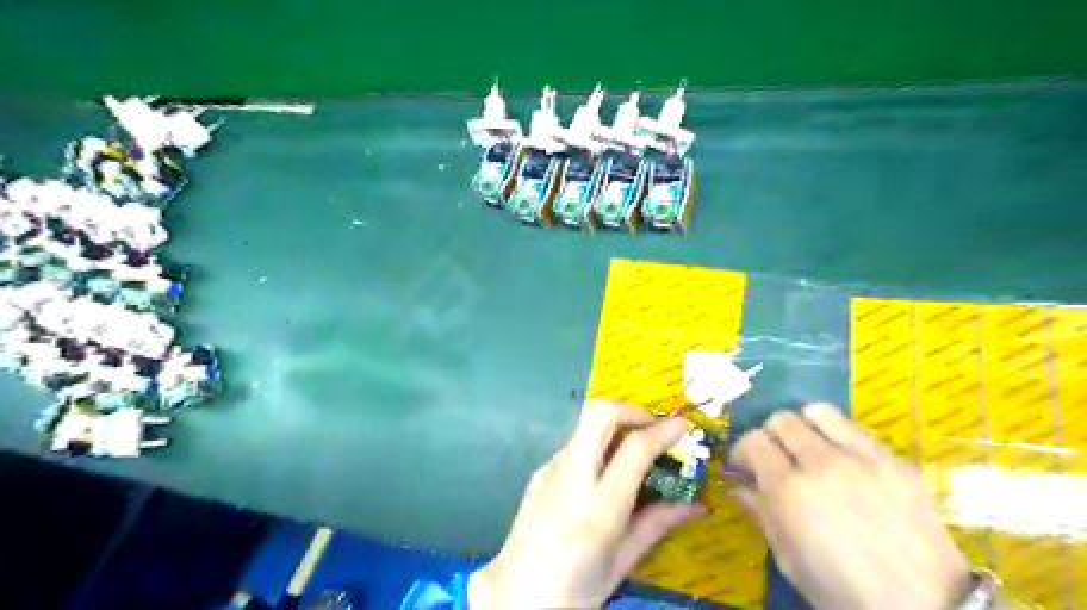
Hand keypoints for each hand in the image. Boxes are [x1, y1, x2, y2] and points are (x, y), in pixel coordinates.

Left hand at [472, 400, 710, 609]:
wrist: (515, 597)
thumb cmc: (575, 589)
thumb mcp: (622, 563)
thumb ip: (657, 524)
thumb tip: (696, 504)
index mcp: (598, 509)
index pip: (633, 450)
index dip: (661, 431)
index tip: (681, 426)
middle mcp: (571, 479)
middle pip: (599, 415)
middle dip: (632, 410)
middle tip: (653, 427)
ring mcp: (550, 470)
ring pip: (585, 425)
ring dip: (615, 424)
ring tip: (635, 447)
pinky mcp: (540, 471)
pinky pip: (575, 443)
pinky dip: (598, 442)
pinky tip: (606, 470)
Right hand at [728, 404, 968, 609]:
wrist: (926, 608)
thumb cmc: (843, 590)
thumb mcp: (789, 559)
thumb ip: (760, 513)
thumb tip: (736, 486)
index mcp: (790, 491)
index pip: (753, 441)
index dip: (743, 450)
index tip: (745, 466)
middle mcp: (822, 463)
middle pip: (781, 419)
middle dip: (770, 436)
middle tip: (775, 458)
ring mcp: (862, 458)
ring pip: (818, 412)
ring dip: (804, 425)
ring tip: (808, 448)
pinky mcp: (895, 460)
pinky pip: (855, 428)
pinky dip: (839, 435)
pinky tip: (844, 460)